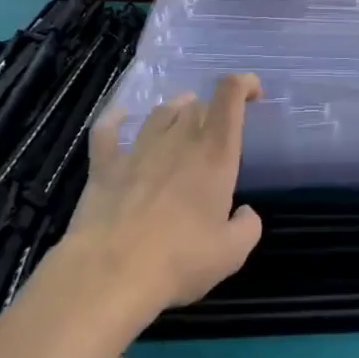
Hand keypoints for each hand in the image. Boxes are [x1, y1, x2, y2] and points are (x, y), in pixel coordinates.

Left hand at [66, 75, 263, 316]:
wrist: (110, 273)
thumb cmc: (179, 260)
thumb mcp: (232, 253)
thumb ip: (247, 227)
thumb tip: (245, 214)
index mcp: (215, 153)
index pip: (229, 95)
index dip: (243, 83)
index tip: (253, 92)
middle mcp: (179, 139)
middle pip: (197, 105)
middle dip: (211, 111)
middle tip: (216, 134)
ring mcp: (139, 149)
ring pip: (160, 112)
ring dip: (176, 110)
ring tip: (181, 119)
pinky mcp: (104, 165)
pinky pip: (108, 130)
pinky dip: (116, 118)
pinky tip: (120, 116)